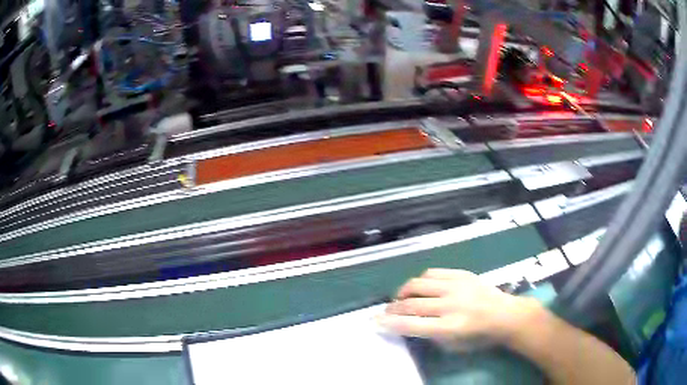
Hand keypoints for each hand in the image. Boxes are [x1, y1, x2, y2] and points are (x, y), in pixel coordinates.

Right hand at [378, 269, 540, 349]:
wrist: (505, 314)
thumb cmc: (479, 336)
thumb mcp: (454, 345)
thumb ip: (431, 335)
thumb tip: (409, 324)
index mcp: (450, 326)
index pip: (412, 324)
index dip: (390, 323)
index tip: (375, 321)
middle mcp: (451, 305)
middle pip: (411, 303)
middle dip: (393, 308)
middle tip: (386, 311)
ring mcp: (456, 286)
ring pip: (418, 284)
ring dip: (403, 291)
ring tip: (401, 297)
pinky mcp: (461, 274)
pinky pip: (432, 273)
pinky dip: (420, 281)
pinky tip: (419, 287)